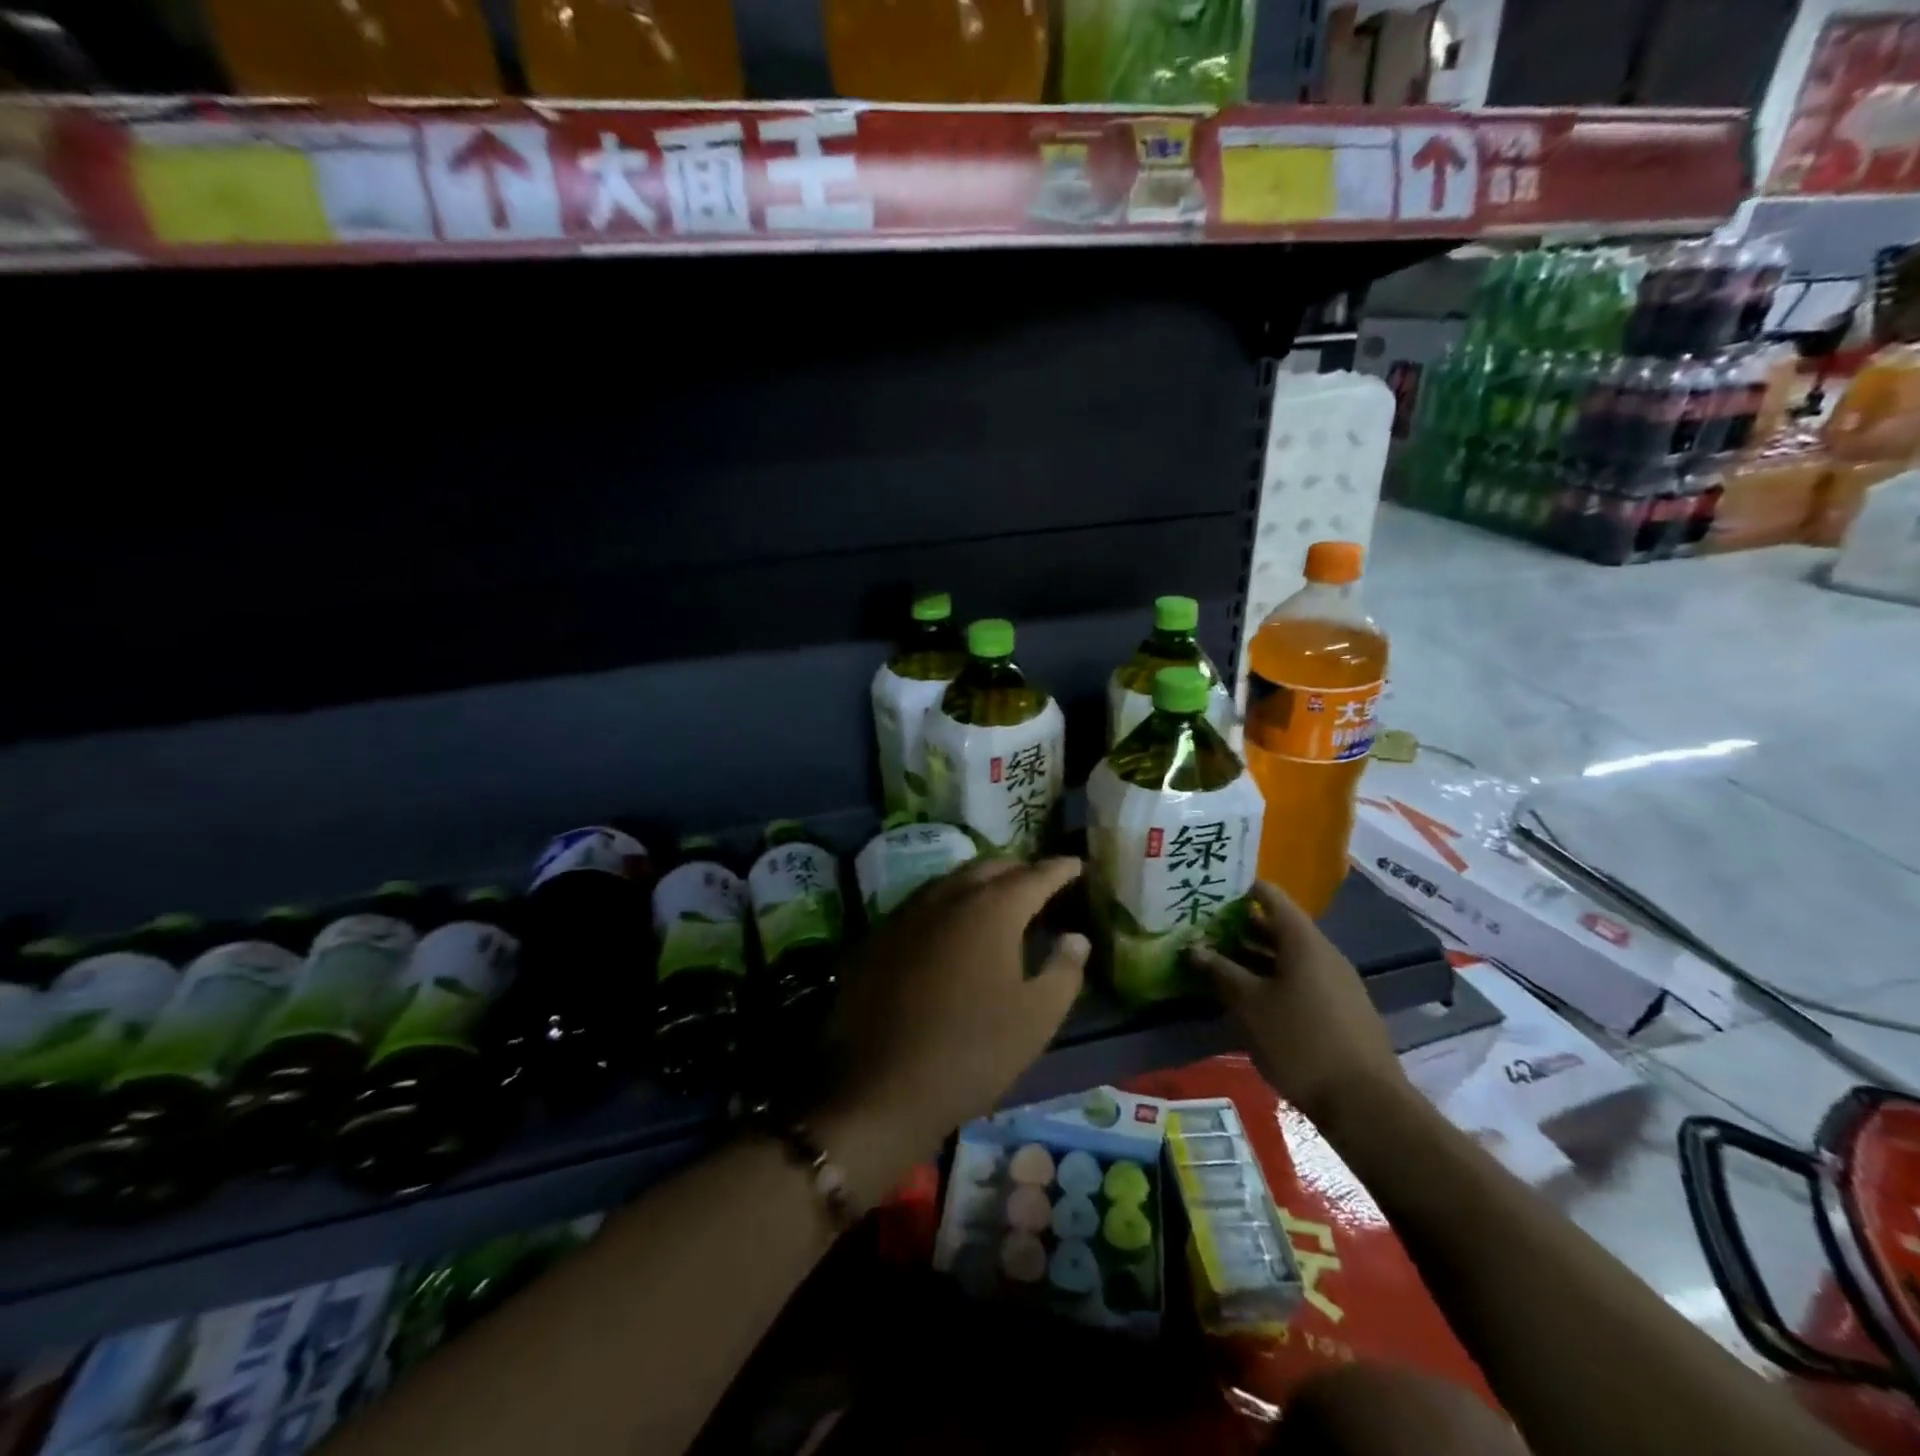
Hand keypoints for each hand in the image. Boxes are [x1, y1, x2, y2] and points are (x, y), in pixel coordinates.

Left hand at [820, 858, 1088, 1198]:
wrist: (882, 1086)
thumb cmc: (973, 1051)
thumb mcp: (1037, 1018)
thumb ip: (1064, 970)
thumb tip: (1075, 937)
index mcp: (991, 910)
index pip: (1034, 875)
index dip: (1059, 868)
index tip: (1077, 864)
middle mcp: (947, 897)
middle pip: (989, 867)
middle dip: (1019, 869)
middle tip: (1039, 884)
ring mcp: (907, 913)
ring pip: (952, 881)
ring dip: (980, 883)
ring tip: (998, 900)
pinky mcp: (879, 936)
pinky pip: (922, 904)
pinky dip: (948, 905)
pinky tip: (952, 929)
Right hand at [1189, 880, 1407, 1124]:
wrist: (1364, 1103)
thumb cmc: (1300, 1041)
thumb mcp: (1250, 1005)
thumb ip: (1220, 972)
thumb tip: (1194, 949)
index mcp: (1303, 941)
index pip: (1270, 896)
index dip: (1240, 889)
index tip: (1209, 890)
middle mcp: (1323, 953)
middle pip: (1277, 926)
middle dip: (1239, 926)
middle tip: (1201, 927)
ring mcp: (1335, 981)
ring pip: (1287, 955)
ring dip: (1253, 955)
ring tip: (1215, 960)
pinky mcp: (1338, 1008)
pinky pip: (1299, 978)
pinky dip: (1271, 977)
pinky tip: (1246, 995)